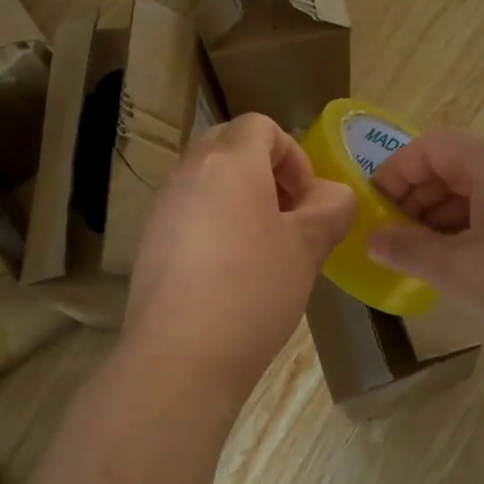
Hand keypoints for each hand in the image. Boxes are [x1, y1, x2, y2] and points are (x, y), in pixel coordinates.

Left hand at [125, 114, 355, 395]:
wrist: (180, 357)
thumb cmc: (253, 292)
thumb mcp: (306, 248)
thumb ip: (329, 209)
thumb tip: (333, 195)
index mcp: (229, 162)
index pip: (260, 126)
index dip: (293, 155)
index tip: (306, 200)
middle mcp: (189, 172)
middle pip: (229, 145)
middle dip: (266, 171)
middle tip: (288, 215)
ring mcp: (163, 206)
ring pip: (207, 179)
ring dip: (240, 197)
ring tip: (263, 247)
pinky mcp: (150, 240)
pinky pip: (189, 211)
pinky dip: (214, 222)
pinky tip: (230, 271)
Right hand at [368, 129, 483, 381]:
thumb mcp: (458, 271)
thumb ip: (407, 249)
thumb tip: (373, 239)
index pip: (429, 146)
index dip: (393, 173)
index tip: (371, 212)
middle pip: (454, 165)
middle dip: (415, 200)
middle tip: (391, 242)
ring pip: (478, 193)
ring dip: (441, 220)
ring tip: (420, 261)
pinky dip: (471, 233)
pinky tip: (460, 270)